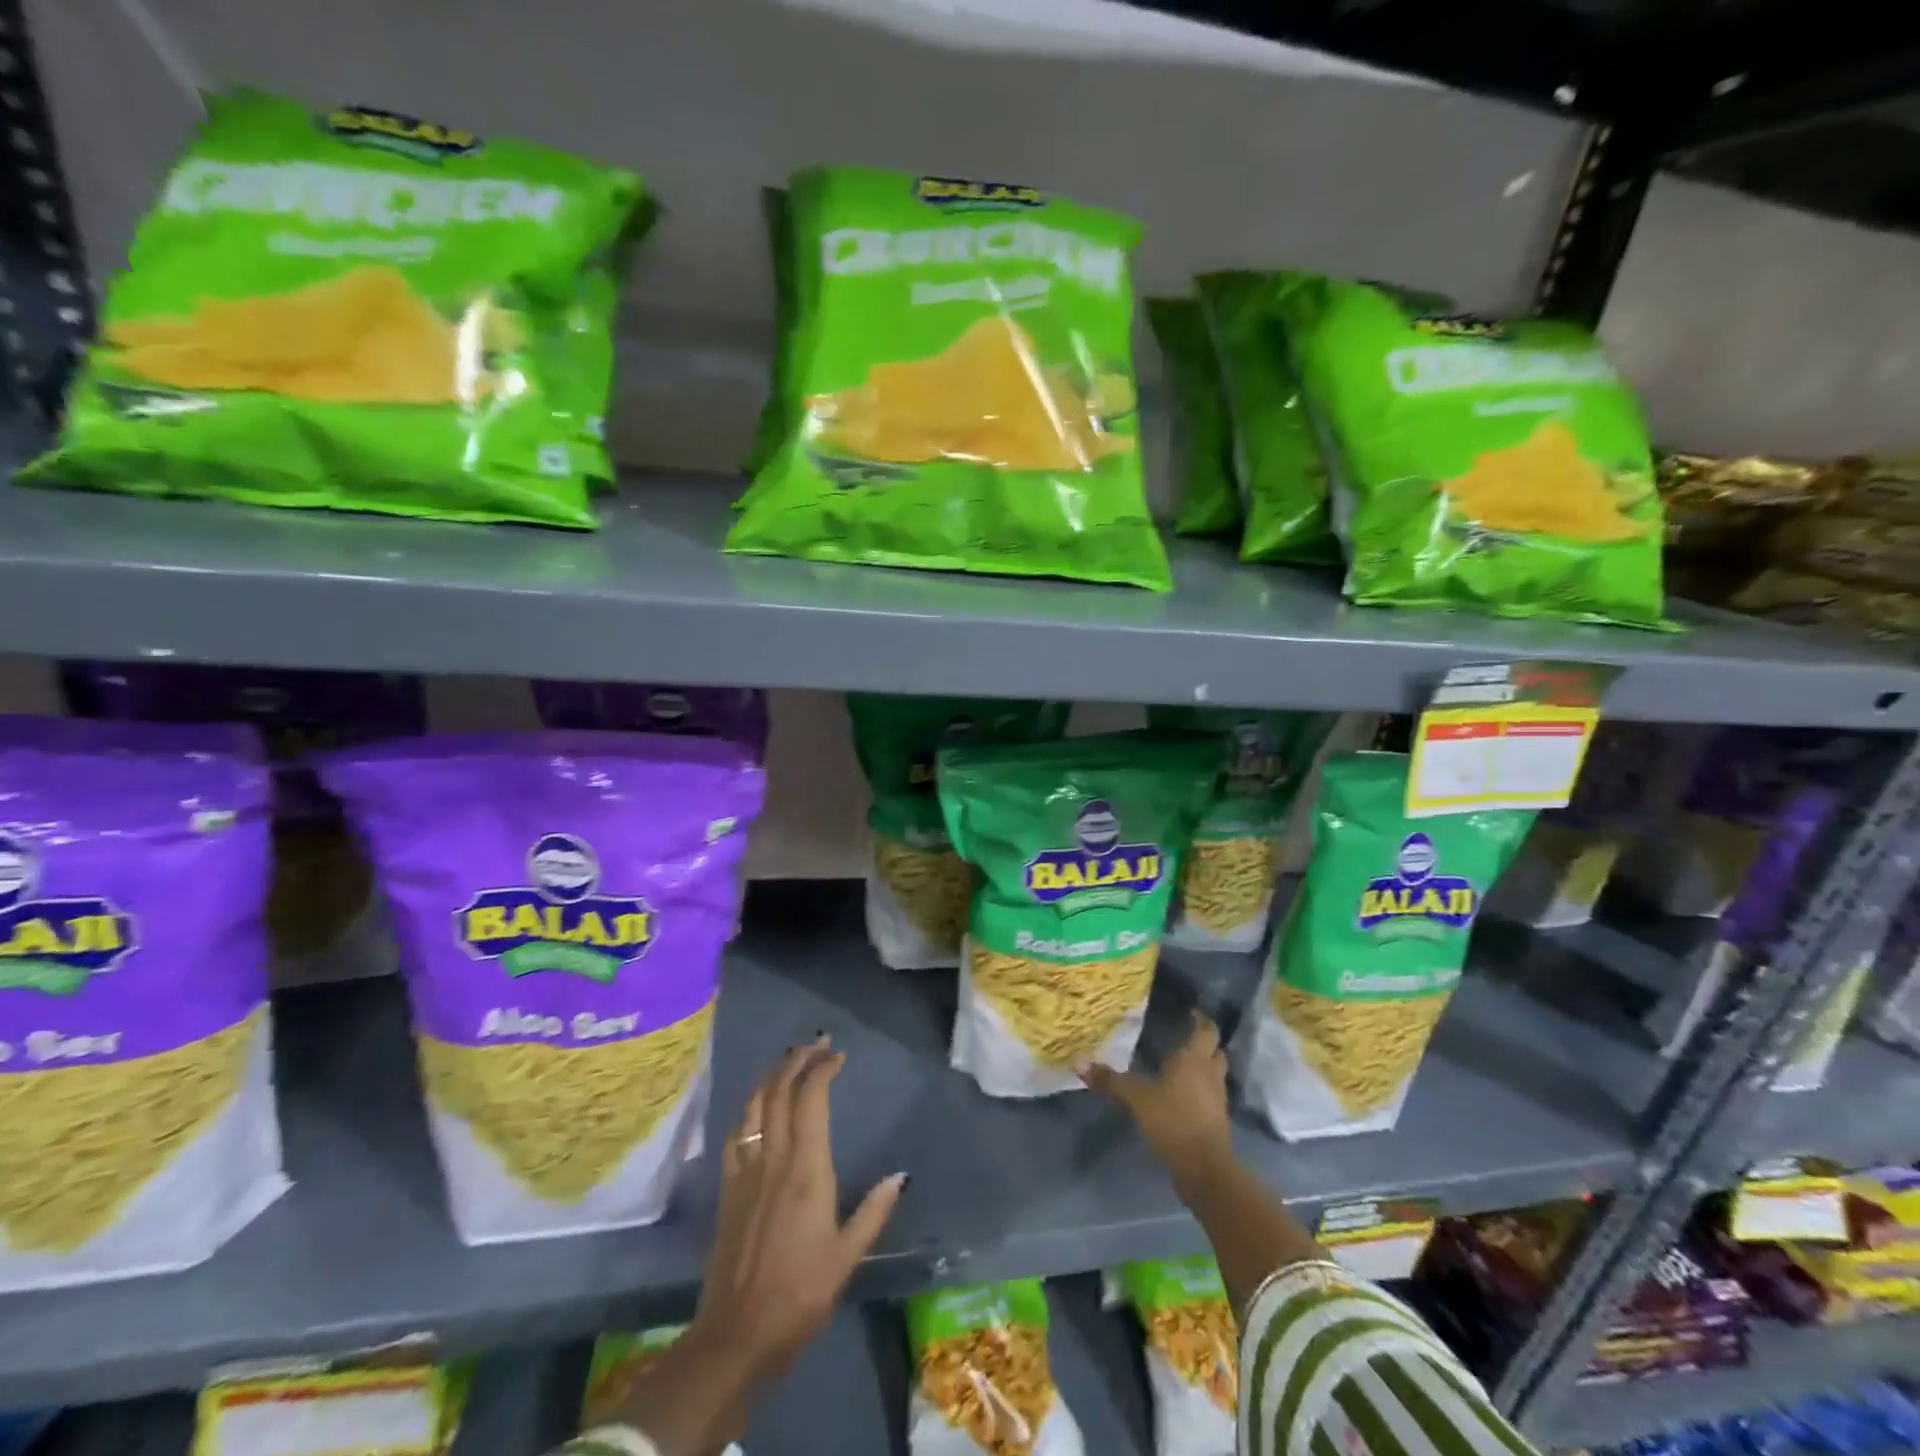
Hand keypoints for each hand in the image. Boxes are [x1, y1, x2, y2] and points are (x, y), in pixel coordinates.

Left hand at [690, 1038, 908, 1387]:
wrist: (736, 1334)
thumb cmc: (799, 1295)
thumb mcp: (847, 1257)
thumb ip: (873, 1211)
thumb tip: (901, 1176)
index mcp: (806, 1169)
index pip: (811, 1101)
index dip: (822, 1070)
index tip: (837, 1055)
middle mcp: (774, 1159)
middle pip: (780, 1092)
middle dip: (797, 1061)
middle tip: (815, 1044)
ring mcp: (746, 1172)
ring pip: (755, 1107)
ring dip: (771, 1077)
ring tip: (787, 1062)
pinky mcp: (727, 1190)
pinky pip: (735, 1135)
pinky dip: (748, 1110)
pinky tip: (755, 1109)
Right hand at [1081, 1010, 1234, 1191]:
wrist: (1205, 1169)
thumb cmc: (1173, 1121)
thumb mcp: (1137, 1099)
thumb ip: (1110, 1081)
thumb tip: (1079, 1063)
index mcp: (1194, 1059)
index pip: (1206, 1030)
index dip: (1201, 1019)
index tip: (1189, 1011)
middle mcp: (1210, 1074)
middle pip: (1215, 1050)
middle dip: (1203, 1043)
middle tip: (1183, 1037)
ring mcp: (1217, 1099)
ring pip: (1214, 1073)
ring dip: (1203, 1067)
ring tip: (1180, 1064)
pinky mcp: (1216, 1120)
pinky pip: (1210, 1095)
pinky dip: (1200, 1089)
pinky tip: (1181, 1094)